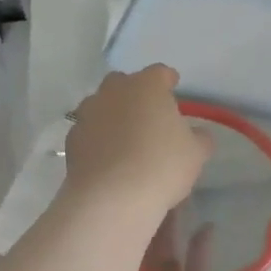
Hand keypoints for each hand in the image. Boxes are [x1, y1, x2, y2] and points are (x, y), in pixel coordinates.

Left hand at [64, 65, 210, 211]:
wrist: (111, 198)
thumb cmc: (162, 165)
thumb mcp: (196, 153)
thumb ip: (199, 138)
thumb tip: (196, 134)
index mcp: (147, 86)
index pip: (160, 73)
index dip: (168, 80)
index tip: (173, 89)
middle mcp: (114, 91)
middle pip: (124, 83)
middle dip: (135, 94)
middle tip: (148, 114)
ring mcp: (88, 113)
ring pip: (102, 105)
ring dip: (113, 114)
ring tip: (126, 137)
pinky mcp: (72, 139)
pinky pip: (89, 130)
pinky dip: (98, 138)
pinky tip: (108, 157)